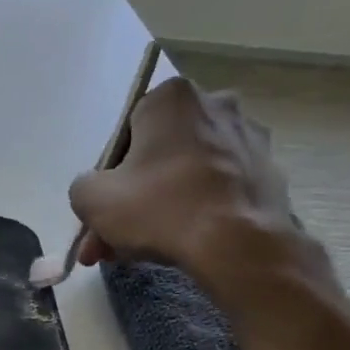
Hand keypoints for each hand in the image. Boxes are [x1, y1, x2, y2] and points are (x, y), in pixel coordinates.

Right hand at [69, 77, 295, 292]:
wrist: (236, 242)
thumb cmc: (158, 208)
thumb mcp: (91, 199)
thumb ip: (83, 186)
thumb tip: (96, 189)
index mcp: (172, 98)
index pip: (125, 134)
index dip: (108, 177)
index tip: (101, 211)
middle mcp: (215, 104)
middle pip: (155, 157)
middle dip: (129, 201)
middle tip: (109, 242)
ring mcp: (246, 137)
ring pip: (183, 176)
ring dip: (157, 210)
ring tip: (137, 252)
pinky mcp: (266, 170)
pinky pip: (214, 189)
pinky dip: (194, 211)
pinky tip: (178, 243)